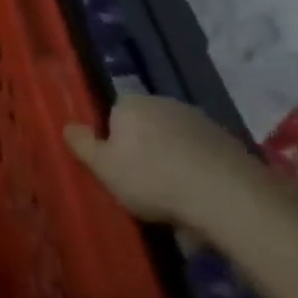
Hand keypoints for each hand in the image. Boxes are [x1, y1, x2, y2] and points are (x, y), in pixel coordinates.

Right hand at [64, 94, 256, 232]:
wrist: (226, 195)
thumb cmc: (151, 178)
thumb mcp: (102, 167)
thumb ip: (82, 144)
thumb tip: (68, 126)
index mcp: (131, 104)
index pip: (112, 114)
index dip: (111, 140)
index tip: (114, 166)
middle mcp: (165, 102)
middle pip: (144, 125)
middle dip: (141, 147)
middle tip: (140, 182)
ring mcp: (201, 120)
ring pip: (174, 139)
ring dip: (170, 158)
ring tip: (171, 194)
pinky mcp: (229, 141)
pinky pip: (200, 153)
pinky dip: (196, 168)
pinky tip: (197, 194)